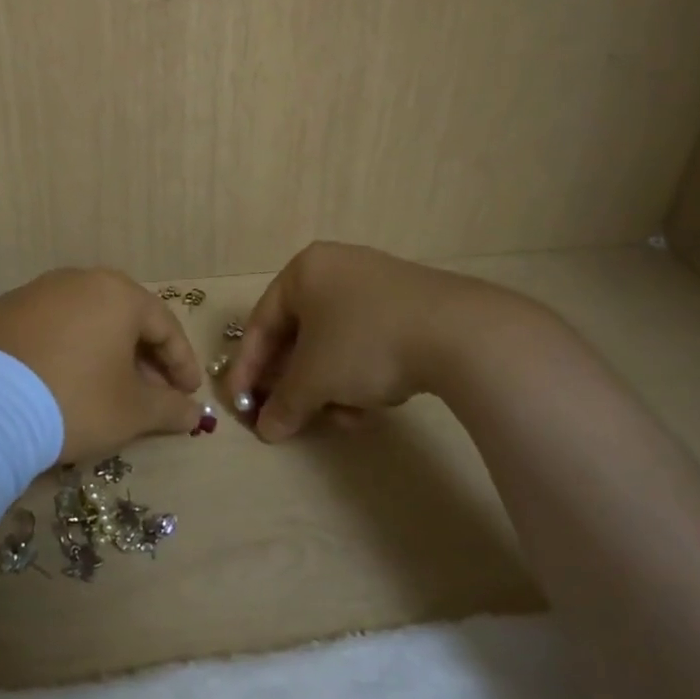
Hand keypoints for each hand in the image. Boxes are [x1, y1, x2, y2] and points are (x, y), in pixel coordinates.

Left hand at [0, 267, 205, 460]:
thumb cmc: (75, 401)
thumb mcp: (132, 412)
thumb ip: (170, 408)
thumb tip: (193, 413)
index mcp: (117, 294)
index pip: (164, 326)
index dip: (182, 363)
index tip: (189, 394)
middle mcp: (77, 280)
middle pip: (123, 319)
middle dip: (142, 358)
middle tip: (151, 394)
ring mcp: (33, 292)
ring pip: (84, 321)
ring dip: (103, 352)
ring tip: (105, 389)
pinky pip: (47, 329)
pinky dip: (63, 351)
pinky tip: (59, 381)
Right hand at [228, 242, 522, 441]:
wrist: (460, 333)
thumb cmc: (365, 343)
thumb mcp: (315, 378)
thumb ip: (284, 403)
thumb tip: (267, 430)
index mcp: (304, 271)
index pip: (261, 324)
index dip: (247, 370)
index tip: (240, 406)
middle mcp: (337, 268)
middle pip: (299, 335)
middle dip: (294, 383)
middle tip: (287, 416)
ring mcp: (376, 284)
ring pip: (334, 343)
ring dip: (329, 385)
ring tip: (343, 417)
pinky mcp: (409, 305)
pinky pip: (367, 341)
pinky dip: (360, 374)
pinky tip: (372, 404)